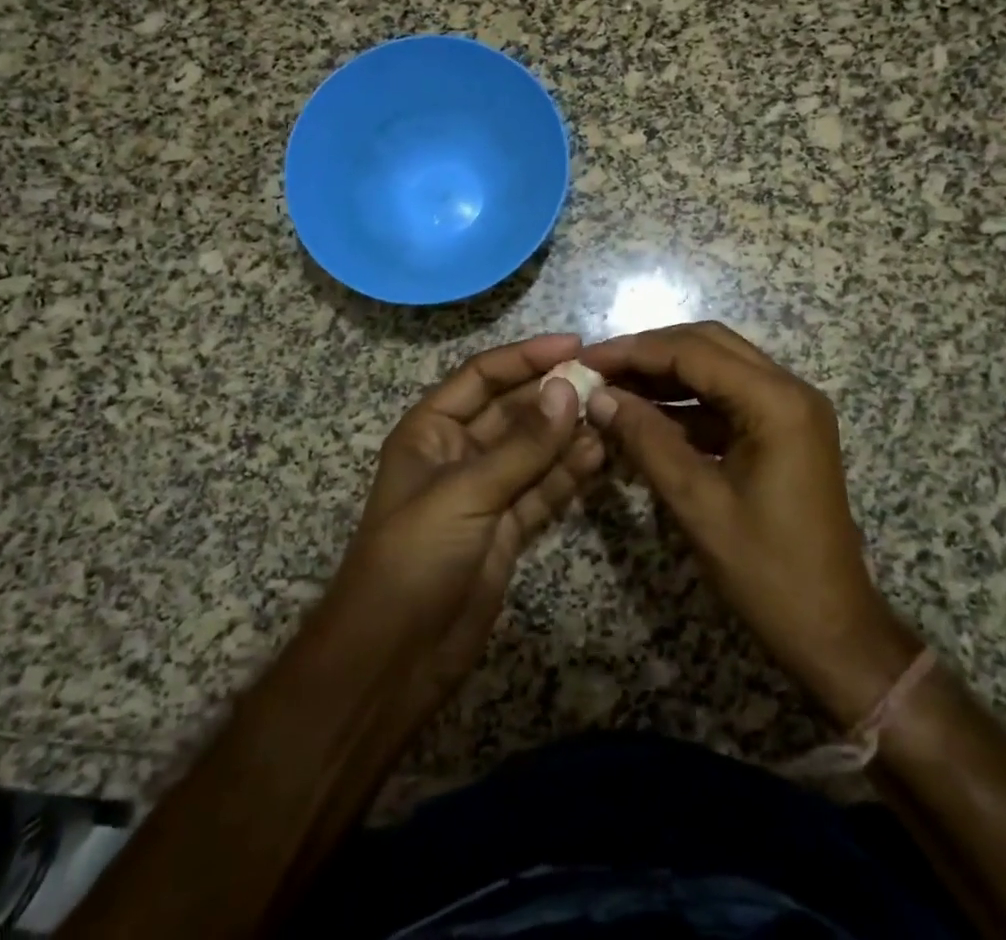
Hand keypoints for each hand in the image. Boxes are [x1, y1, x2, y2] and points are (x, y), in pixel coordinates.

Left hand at [323, 333, 604, 730]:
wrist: (393, 659)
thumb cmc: (414, 557)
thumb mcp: (465, 492)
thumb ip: (522, 445)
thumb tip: (568, 390)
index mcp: (431, 430)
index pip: (482, 376)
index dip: (526, 357)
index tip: (575, 346)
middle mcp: (458, 453)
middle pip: (512, 410)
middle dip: (554, 396)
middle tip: (605, 383)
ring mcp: (485, 492)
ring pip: (533, 450)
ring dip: (568, 434)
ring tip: (612, 416)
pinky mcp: (507, 528)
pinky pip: (542, 489)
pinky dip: (568, 474)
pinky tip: (599, 456)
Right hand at [582, 322, 917, 725]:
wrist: (832, 631)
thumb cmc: (767, 571)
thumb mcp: (697, 503)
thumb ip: (647, 440)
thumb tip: (599, 397)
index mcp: (777, 402)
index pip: (694, 352)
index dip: (635, 351)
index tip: (586, 360)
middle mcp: (789, 390)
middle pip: (709, 345)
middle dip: (650, 353)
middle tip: (598, 369)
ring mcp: (790, 410)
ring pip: (718, 368)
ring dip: (667, 374)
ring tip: (613, 388)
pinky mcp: (784, 431)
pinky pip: (728, 399)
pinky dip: (687, 402)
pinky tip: (646, 415)